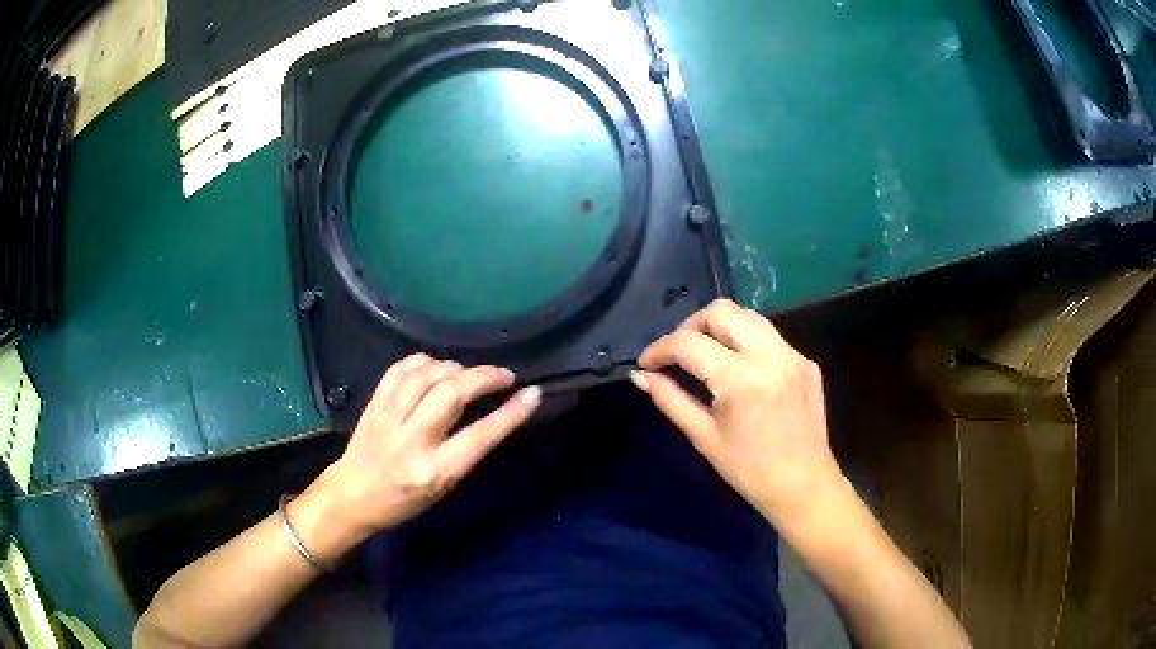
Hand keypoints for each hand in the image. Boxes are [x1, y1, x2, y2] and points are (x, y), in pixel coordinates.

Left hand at [292, 354, 540, 559]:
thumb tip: (490, 412)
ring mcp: (389, 418)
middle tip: (504, 375)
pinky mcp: (374, 403)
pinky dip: (424, 361)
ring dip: (456, 367)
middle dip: (484, 377)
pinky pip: (401, 369)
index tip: (532, 393)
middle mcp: (412, 441)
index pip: (480, 436)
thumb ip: (465, 451)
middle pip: (452, 394)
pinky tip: (436, 366)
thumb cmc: (403, 501)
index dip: (511, 413)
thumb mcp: (443, 487)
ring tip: (469, 373)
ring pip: (426, 376)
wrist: (352, 496)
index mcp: (435, 471)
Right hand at [630, 299, 841, 529]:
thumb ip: (669, 399)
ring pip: (748, 316)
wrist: (804, 487)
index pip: (689, 343)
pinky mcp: (806, 362)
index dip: (660, 348)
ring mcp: (793, 355)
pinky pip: (769, 336)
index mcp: (741, 379)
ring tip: (705, 355)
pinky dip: (745, 342)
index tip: (647, 363)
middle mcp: (770, 355)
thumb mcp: (703, 437)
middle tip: (676, 354)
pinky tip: (739, 370)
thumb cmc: (749, 471)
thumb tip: (640, 376)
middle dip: (690, 326)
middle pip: (721, 311)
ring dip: (719, 327)